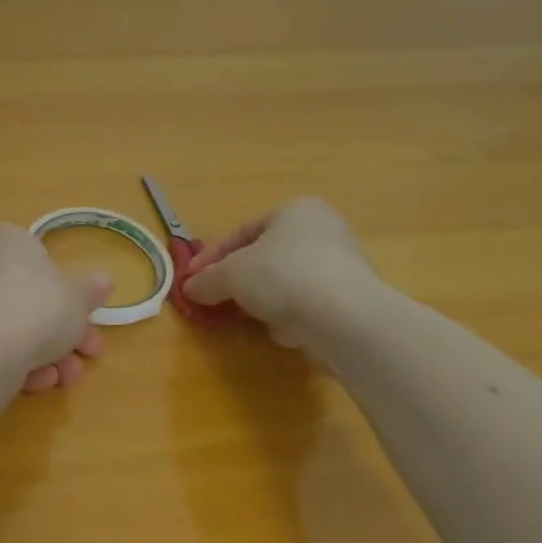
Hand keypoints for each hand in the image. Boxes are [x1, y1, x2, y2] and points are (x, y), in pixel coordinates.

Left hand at [0, 222, 110, 391]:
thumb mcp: (78, 298)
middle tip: (89, 350)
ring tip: (69, 375)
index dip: (42, 265)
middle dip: (63, 327)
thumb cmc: (39, 306)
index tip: (66, 294)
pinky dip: (19, 362)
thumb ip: (90, 290)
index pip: (16, 240)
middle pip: (27, 293)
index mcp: (5, 239)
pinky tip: (40, 381)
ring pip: (14, 324)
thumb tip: (103, 280)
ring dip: (47, 352)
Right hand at [181, 198, 379, 356]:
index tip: (191, 279)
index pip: (242, 231)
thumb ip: (206, 280)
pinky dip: (290, 316)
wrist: (346, 320)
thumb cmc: (282, 276)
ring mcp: (342, 266)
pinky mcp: (352, 301)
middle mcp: (324, 231)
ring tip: (245, 318)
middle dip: (237, 280)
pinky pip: (307, 305)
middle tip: (214, 298)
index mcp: (296, 211)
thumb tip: (190, 290)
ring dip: (262, 300)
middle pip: (265, 257)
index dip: (211, 256)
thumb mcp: (230, 275)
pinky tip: (282, 331)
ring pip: (285, 282)